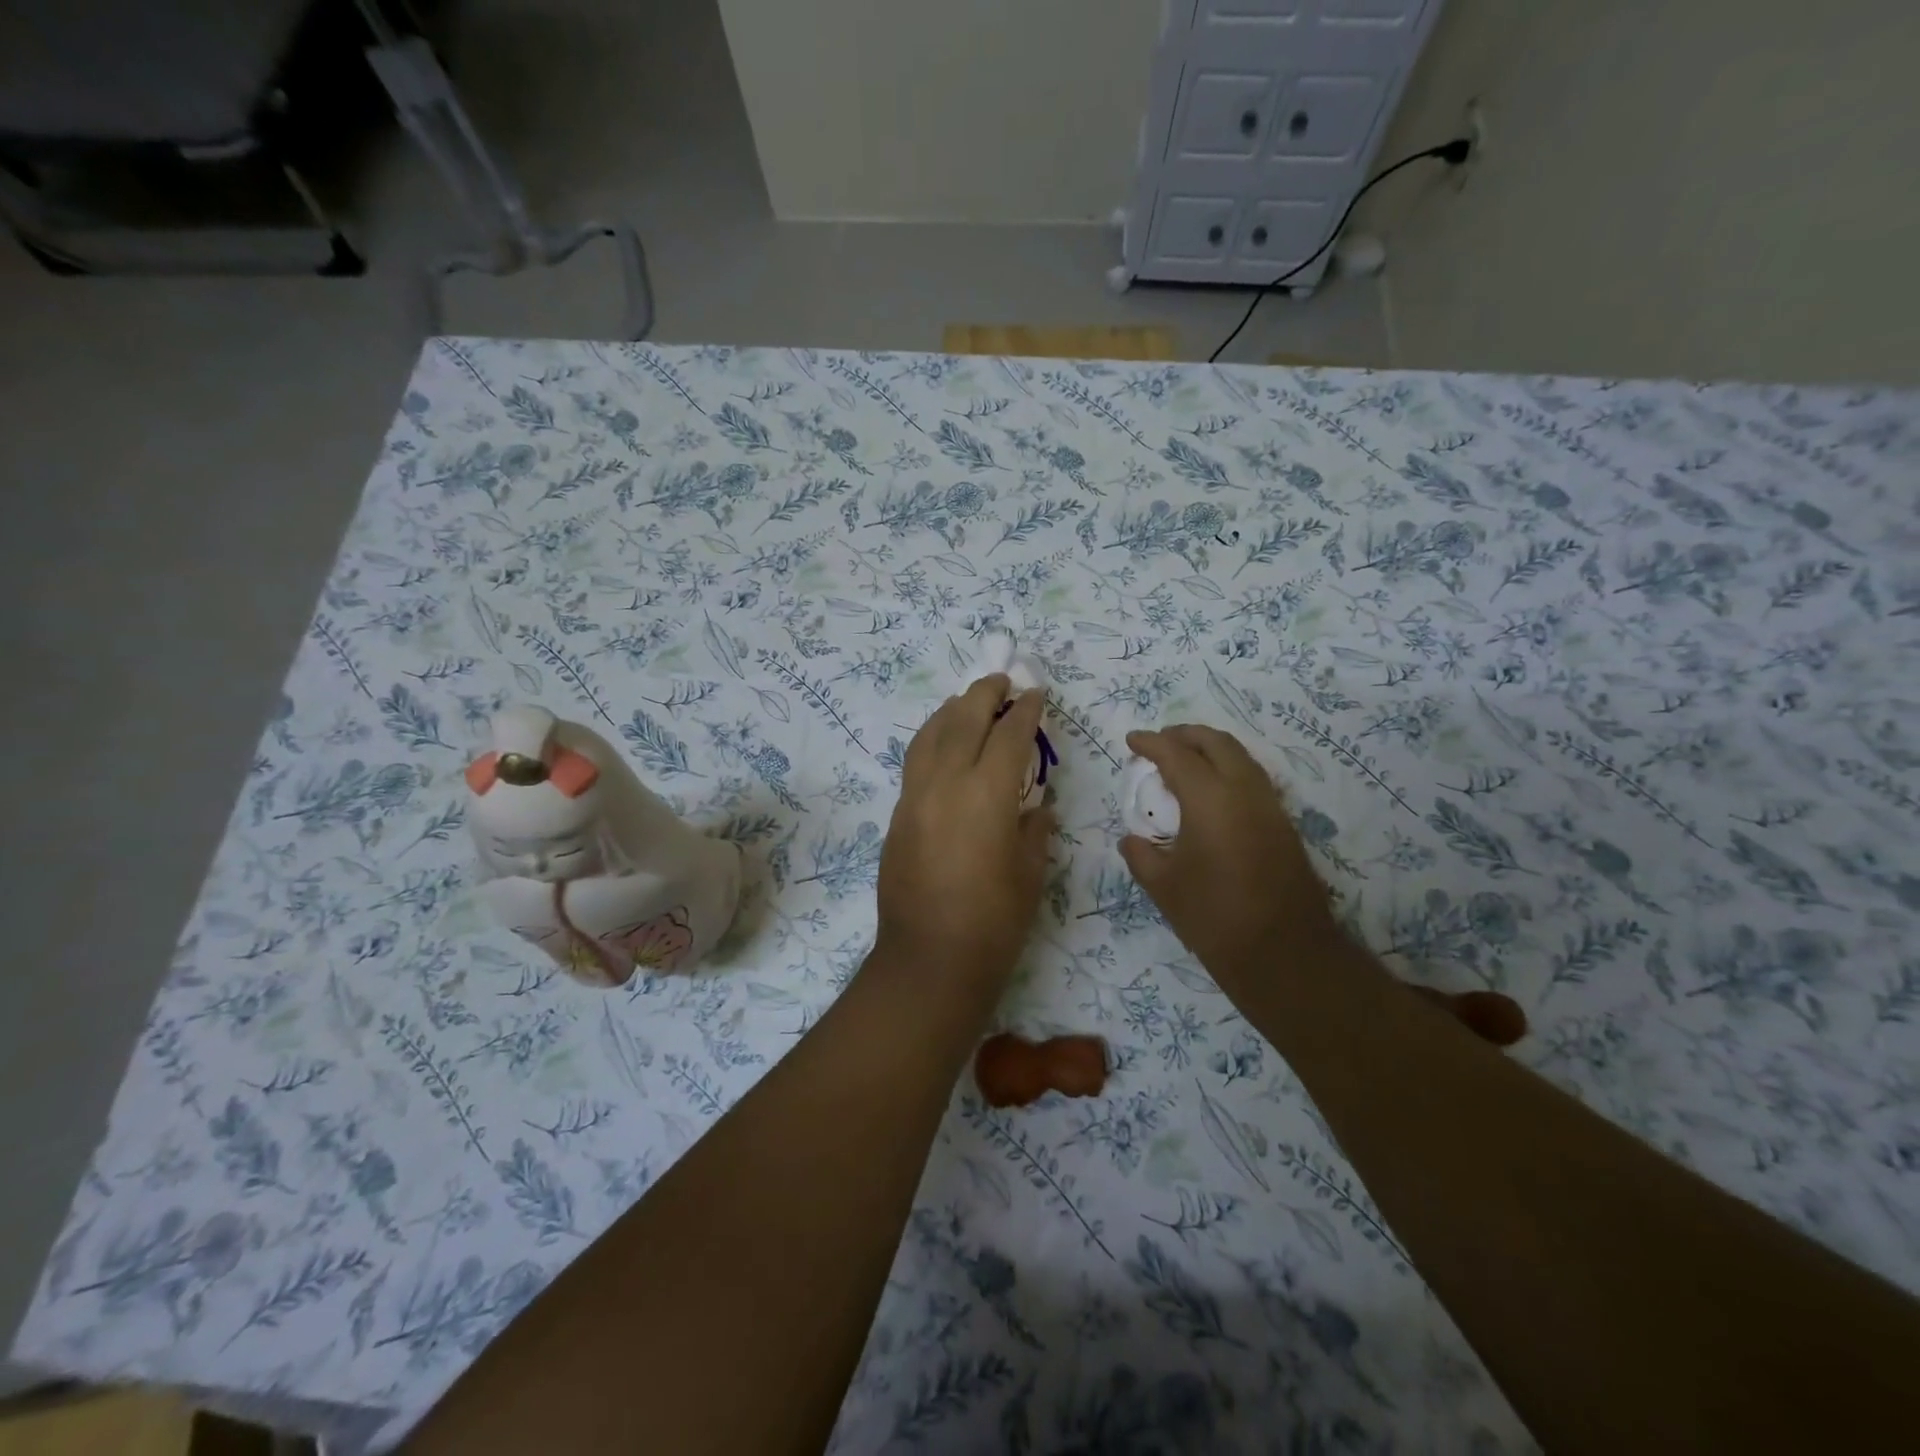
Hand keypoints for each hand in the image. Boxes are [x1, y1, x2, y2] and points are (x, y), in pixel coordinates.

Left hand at [875, 675, 1055, 991]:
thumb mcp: (1030, 872)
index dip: (1026, 710)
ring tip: (968, 702)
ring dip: (952, 710)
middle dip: (985, 694)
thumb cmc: (994, 921)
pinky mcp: (897, 814)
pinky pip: (915, 761)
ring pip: (930, 734)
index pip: (1010, 735)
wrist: (929, 959)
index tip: (1037, 693)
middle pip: (964, 720)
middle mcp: (946, 783)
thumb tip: (1035, 806)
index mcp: (988, 794)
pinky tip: (943, 743)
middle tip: (1002, 680)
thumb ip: (1034, 828)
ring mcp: (915, 796)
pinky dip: (932, 739)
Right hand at [1119, 725, 1340, 998]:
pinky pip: (1253, 780)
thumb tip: (1132, 840)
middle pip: (1217, 743)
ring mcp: (1270, 807)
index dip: (1151, 743)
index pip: (1176, 754)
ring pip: (1241, 758)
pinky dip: (1228, 771)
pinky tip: (1211, 794)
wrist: (1285, 955)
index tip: (1131, 740)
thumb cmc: (1214, 918)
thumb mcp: (1164, 887)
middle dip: (1185, 734)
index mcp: (1210, 799)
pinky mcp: (1284, 826)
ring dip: (1210, 750)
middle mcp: (1244, 792)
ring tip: (1184, 762)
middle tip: (1160, 741)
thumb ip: (1141, 855)